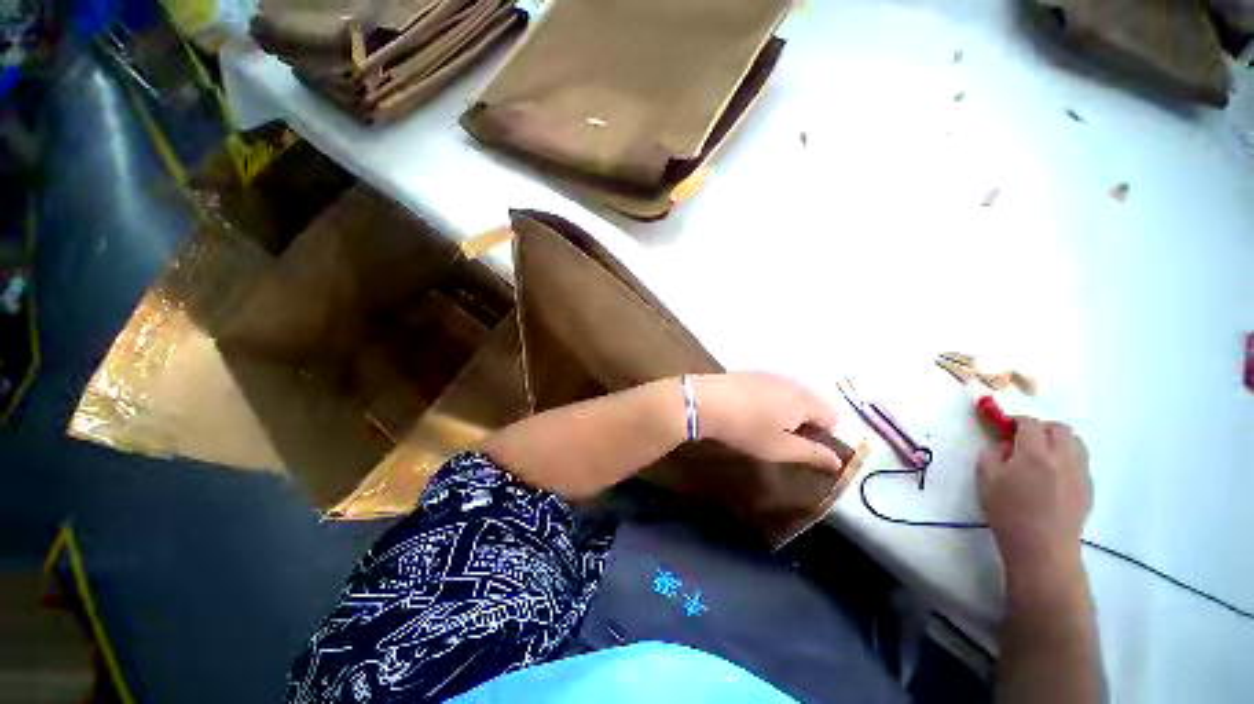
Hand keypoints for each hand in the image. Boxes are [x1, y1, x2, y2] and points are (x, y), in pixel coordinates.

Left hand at [692, 372, 843, 472]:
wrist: (706, 401)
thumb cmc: (747, 428)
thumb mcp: (781, 448)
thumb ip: (813, 453)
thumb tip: (838, 460)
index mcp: (806, 399)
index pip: (834, 416)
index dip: (825, 436)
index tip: (803, 447)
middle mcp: (792, 382)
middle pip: (813, 403)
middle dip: (805, 422)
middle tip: (783, 438)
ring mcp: (770, 374)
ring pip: (791, 395)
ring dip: (786, 411)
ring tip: (764, 426)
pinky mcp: (751, 373)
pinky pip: (772, 388)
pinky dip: (770, 401)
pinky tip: (750, 411)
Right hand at [978, 417, 1091, 575]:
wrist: (1042, 549)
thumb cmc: (1008, 513)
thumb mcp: (986, 480)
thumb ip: (991, 455)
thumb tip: (1001, 446)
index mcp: (1034, 453)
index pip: (1029, 423)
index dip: (1015, 421)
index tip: (1003, 428)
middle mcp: (1063, 457)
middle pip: (1059, 428)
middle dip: (1041, 428)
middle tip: (1023, 440)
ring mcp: (1080, 472)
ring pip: (1075, 442)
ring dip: (1058, 441)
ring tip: (1041, 456)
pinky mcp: (1088, 487)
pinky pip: (1080, 461)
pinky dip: (1067, 459)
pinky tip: (1053, 475)